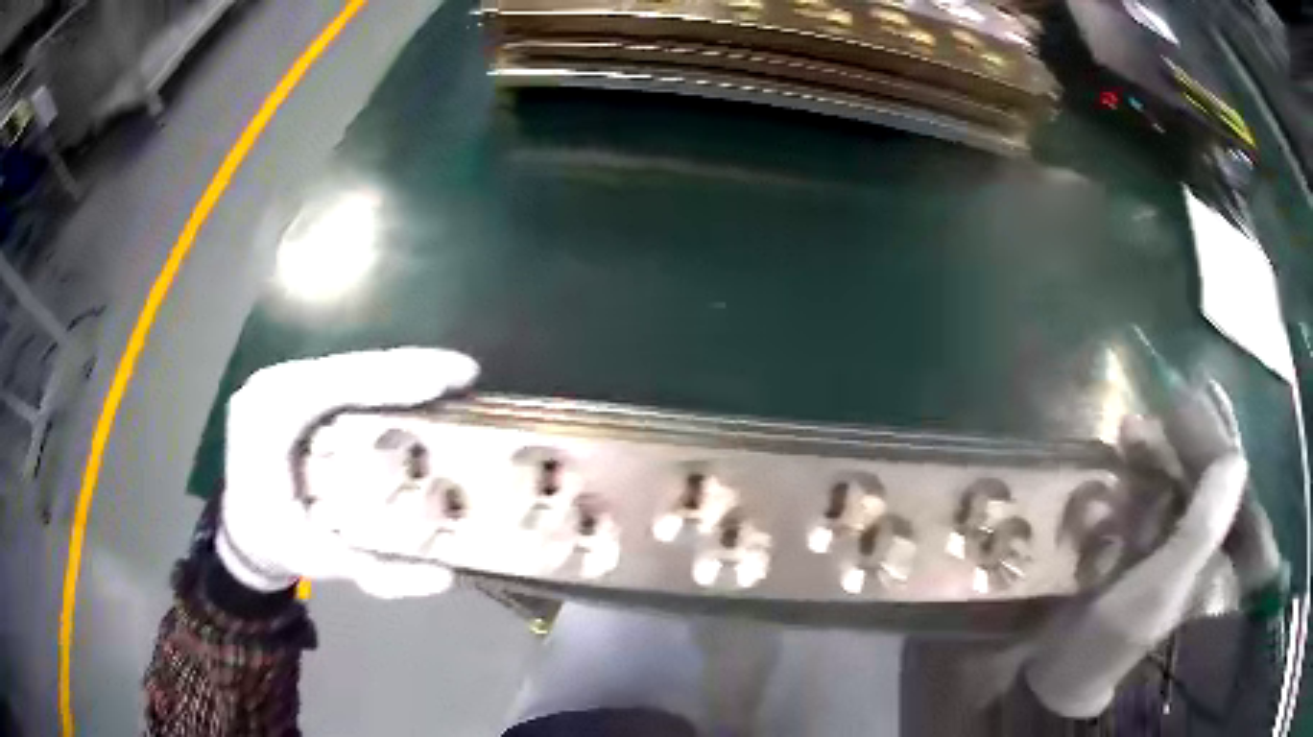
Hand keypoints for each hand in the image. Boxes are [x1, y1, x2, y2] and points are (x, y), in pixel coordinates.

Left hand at [217, 348, 479, 598]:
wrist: (243, 530)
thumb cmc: (276, 543)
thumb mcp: (320, 560)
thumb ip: (379, 572)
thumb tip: (445, 575)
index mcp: (268, 420)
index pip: (332, 386)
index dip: (391, 379)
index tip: (445, 380)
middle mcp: (271, 388)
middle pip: (345, 367)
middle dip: (406, 367)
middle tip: (462, 374)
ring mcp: (279, 382)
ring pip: (345, 367)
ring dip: (398, 371)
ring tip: (449, 379)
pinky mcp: (290, 388)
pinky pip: (341, 378)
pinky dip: (381, 381)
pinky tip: (415, 388)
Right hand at [1022, 379, 1249, 717]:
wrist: (1061, 671)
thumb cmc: (1115, 636)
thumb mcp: (1162, 584)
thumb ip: (1201, 528)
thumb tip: (1236, 458)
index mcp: (1213, 554)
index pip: (1227, 481)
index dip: (1216, 439)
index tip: (1193, 401)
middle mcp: (1197, 541)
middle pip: (1198, 475)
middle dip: (1175, 444)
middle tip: (1144, 419)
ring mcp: (1166, 543)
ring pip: (1169, 481)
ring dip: (1148, 456)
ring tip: (1123, 433)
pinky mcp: (1137, 546)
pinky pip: (1142, 498)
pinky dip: (1128, 479)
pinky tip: (1112, 469)